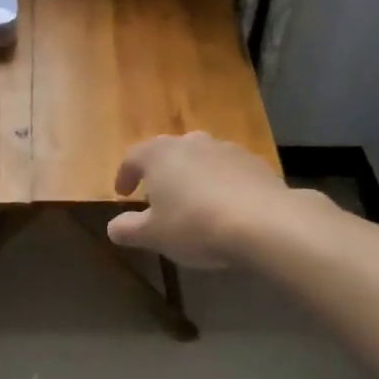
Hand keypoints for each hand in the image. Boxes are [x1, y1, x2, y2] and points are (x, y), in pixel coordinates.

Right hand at [107, 133, 296, 267]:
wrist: (265, 223)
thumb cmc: (195, 224)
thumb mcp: (153, 235)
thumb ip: (129, 230)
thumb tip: (113, 227)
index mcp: (159, 154)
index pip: (132, 157)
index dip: (125, 175)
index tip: (123, 193)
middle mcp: (191, 143)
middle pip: (169, 153)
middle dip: (161, 173)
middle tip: (158, 197)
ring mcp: (227, 149)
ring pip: (201, 159)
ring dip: (193, 176)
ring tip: (193, 203)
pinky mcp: (256, 163)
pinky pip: (229, 171)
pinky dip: (221, 184)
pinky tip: (225, 208)